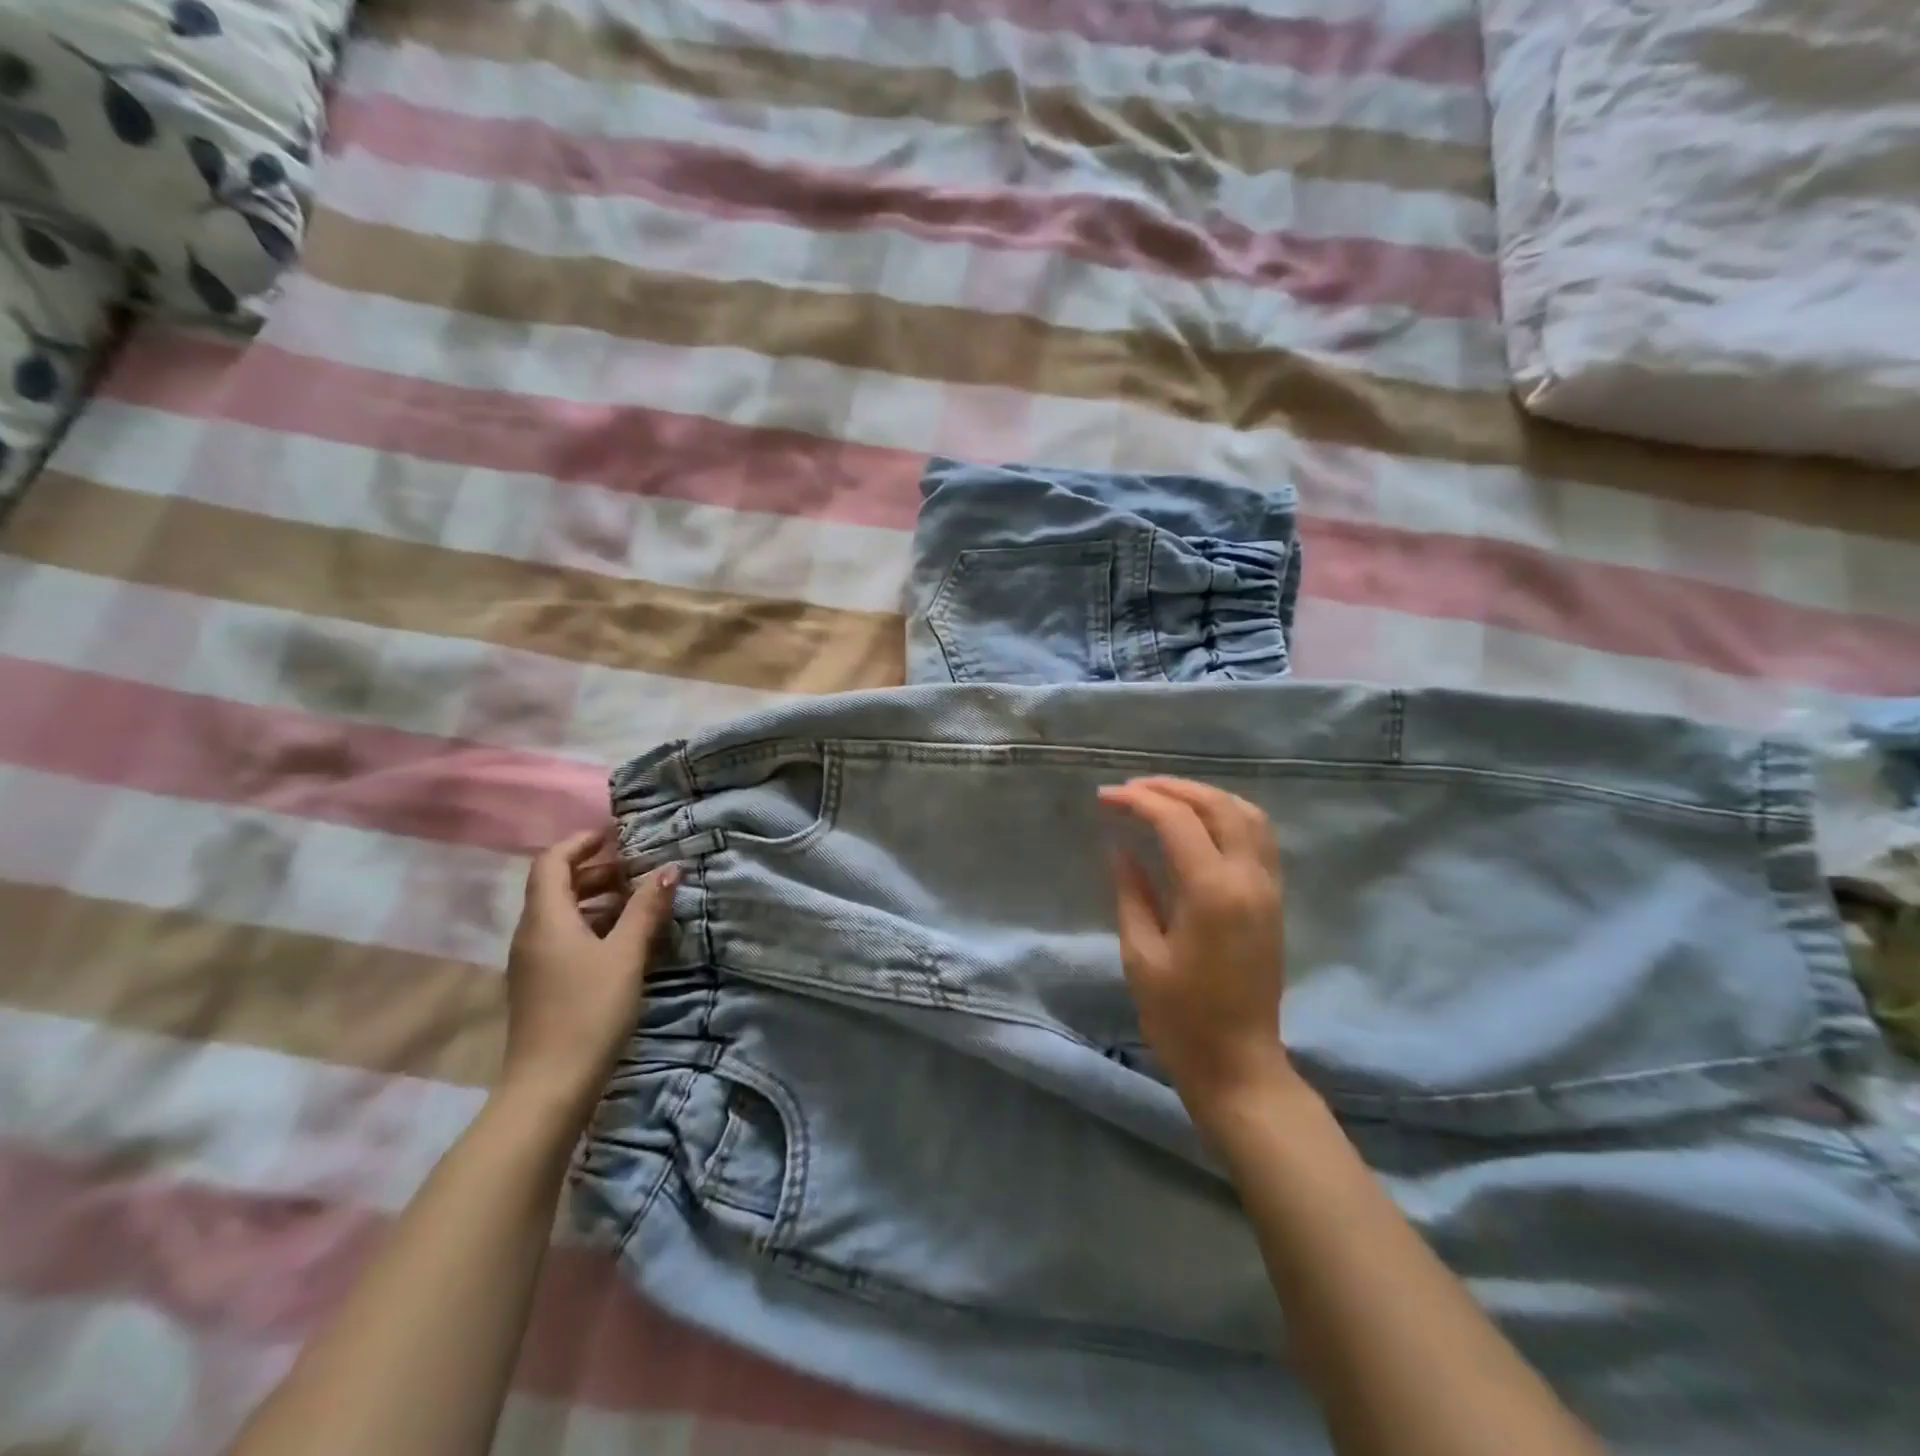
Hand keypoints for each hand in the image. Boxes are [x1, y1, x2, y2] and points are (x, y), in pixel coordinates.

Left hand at [501, 828, 677, 1120]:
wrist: (549, 1086)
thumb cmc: (589, 1010)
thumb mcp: (626, 955)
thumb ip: (646, 909)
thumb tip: (669, 869)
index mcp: (546, 919)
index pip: (552, 861)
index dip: (581, 843)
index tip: (615, 835)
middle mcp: (531, 933)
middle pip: (556, 885)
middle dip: (595, 871)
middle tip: (637, 869)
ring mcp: (533, 961)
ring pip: (561, 913)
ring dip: (596, 899)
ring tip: (638, 901)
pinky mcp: (541, 984)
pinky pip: (564, 937)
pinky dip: (592, 925)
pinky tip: (623, 940)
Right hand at [1099, 777, 1300, 1125]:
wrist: (1239, 1065)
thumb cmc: (1180, 1017)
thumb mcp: (1141, 954)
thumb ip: (1131, 892)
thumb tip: (1119, 847)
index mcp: (1212, 892)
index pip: (1177, 821)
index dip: (1138, 801)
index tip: (1105, 798)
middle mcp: (1248, 879)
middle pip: (1217, 805)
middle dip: (1171, 788)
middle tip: (1131, 789)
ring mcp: (1268, 888)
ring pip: (1247, 814)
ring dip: (1205, 796)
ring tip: (1164, 797)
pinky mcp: (1274, 901)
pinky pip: (1259, 837)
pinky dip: (1228, 815)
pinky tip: (1200, 823)